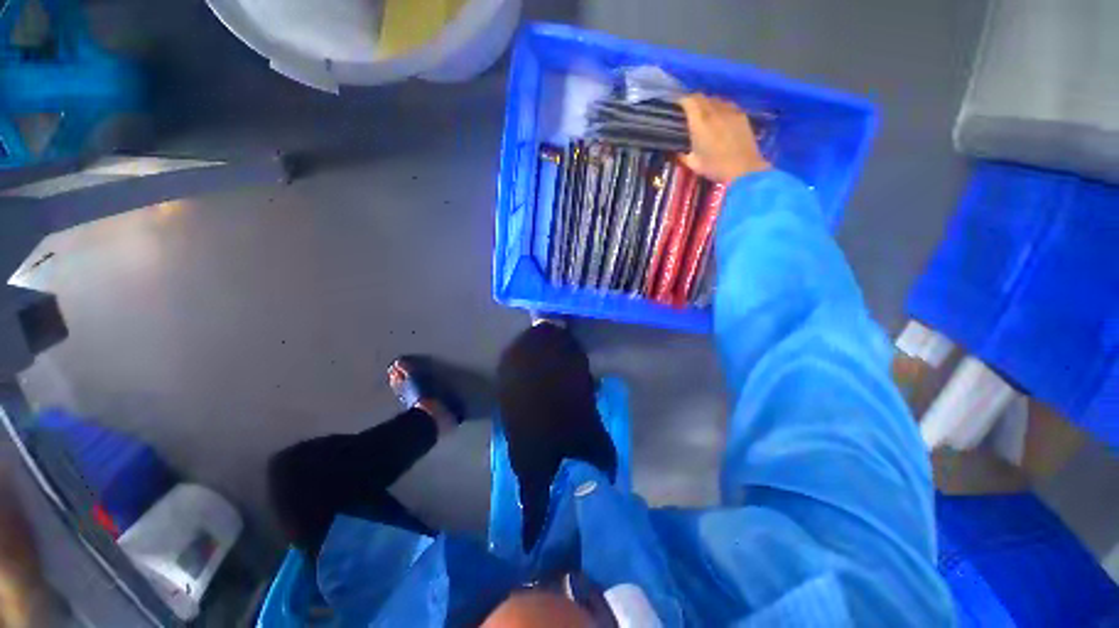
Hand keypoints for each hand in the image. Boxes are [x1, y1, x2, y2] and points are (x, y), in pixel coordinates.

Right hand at [680, 95, 770, 182]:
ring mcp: (730, 111)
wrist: (743, 168)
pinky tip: (719, 117)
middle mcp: (714, 111)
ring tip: (704, 114)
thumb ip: (682, 155)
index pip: (689, 101)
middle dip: (693, 101)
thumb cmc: (715, 167)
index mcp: (700, 123)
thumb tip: (673, 152)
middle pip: (702, 97)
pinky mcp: (741, 115)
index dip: (681, 101)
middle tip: (688, 111)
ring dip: (707, 103)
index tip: (677, 106)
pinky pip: (727, 105)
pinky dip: (720, 107)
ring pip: (715, 99)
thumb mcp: (694, 164)